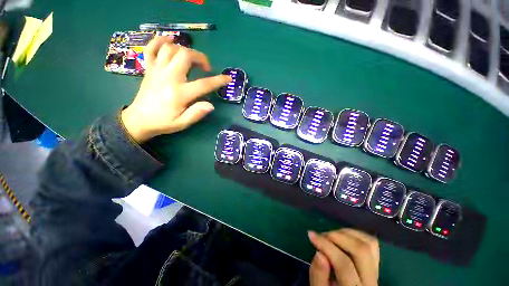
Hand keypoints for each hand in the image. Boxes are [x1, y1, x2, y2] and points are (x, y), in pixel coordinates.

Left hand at [121, 36, 231, 142]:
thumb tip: (211, 105)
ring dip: (184, 50)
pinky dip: (159, 41)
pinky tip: (169, 40)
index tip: (228, 78)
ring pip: (170, 49)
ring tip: (191, 59)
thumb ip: (196, 114)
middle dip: (200, 57)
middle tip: (205, 68)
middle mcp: (168, 77)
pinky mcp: (149, 69)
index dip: (218, 80)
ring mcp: (156, 71)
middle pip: (185, 55)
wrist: (139, 120)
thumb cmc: (163, 122)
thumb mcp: (182, 123)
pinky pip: (151, 48)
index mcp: (179, 93)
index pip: (204, 84)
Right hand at [308, 229, 379, 285]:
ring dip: (347, 234)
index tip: (311, 235)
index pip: (344, 264)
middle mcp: (370, 281)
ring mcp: (376, 272)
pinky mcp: (376, 265)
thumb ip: (318, 275)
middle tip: (322, 235)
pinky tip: (343, 237)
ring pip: (369, 244)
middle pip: (361, 250)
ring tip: (331, 236)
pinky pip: (372, 244)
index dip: (326, 246)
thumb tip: (319, 253)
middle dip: (338, 236)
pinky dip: (356, 235)